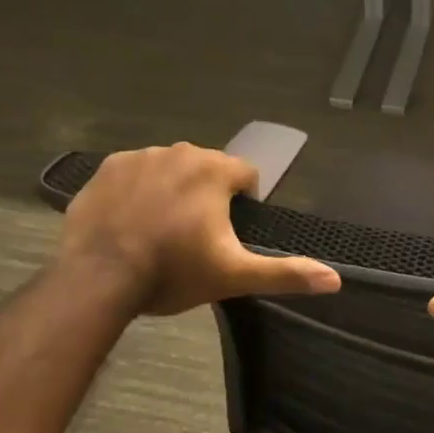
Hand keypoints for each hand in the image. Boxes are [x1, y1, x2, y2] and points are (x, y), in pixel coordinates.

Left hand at [58, 144, 339, 314]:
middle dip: (206, 195)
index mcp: (214, 169)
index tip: (227, 233)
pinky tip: (130, 222)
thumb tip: (335, 279)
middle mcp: (179, 152)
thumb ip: (286, 273)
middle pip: (207, 169)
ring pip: (170, 169)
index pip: (246, 175)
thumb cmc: (173, 273)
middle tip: (193, 236)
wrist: (98, 280)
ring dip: (173, 190)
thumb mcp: (234, 276)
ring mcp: (139, 157)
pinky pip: (134, 173)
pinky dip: (137, 191)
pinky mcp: (106, 169)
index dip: (242, 204)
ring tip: (160, 230)